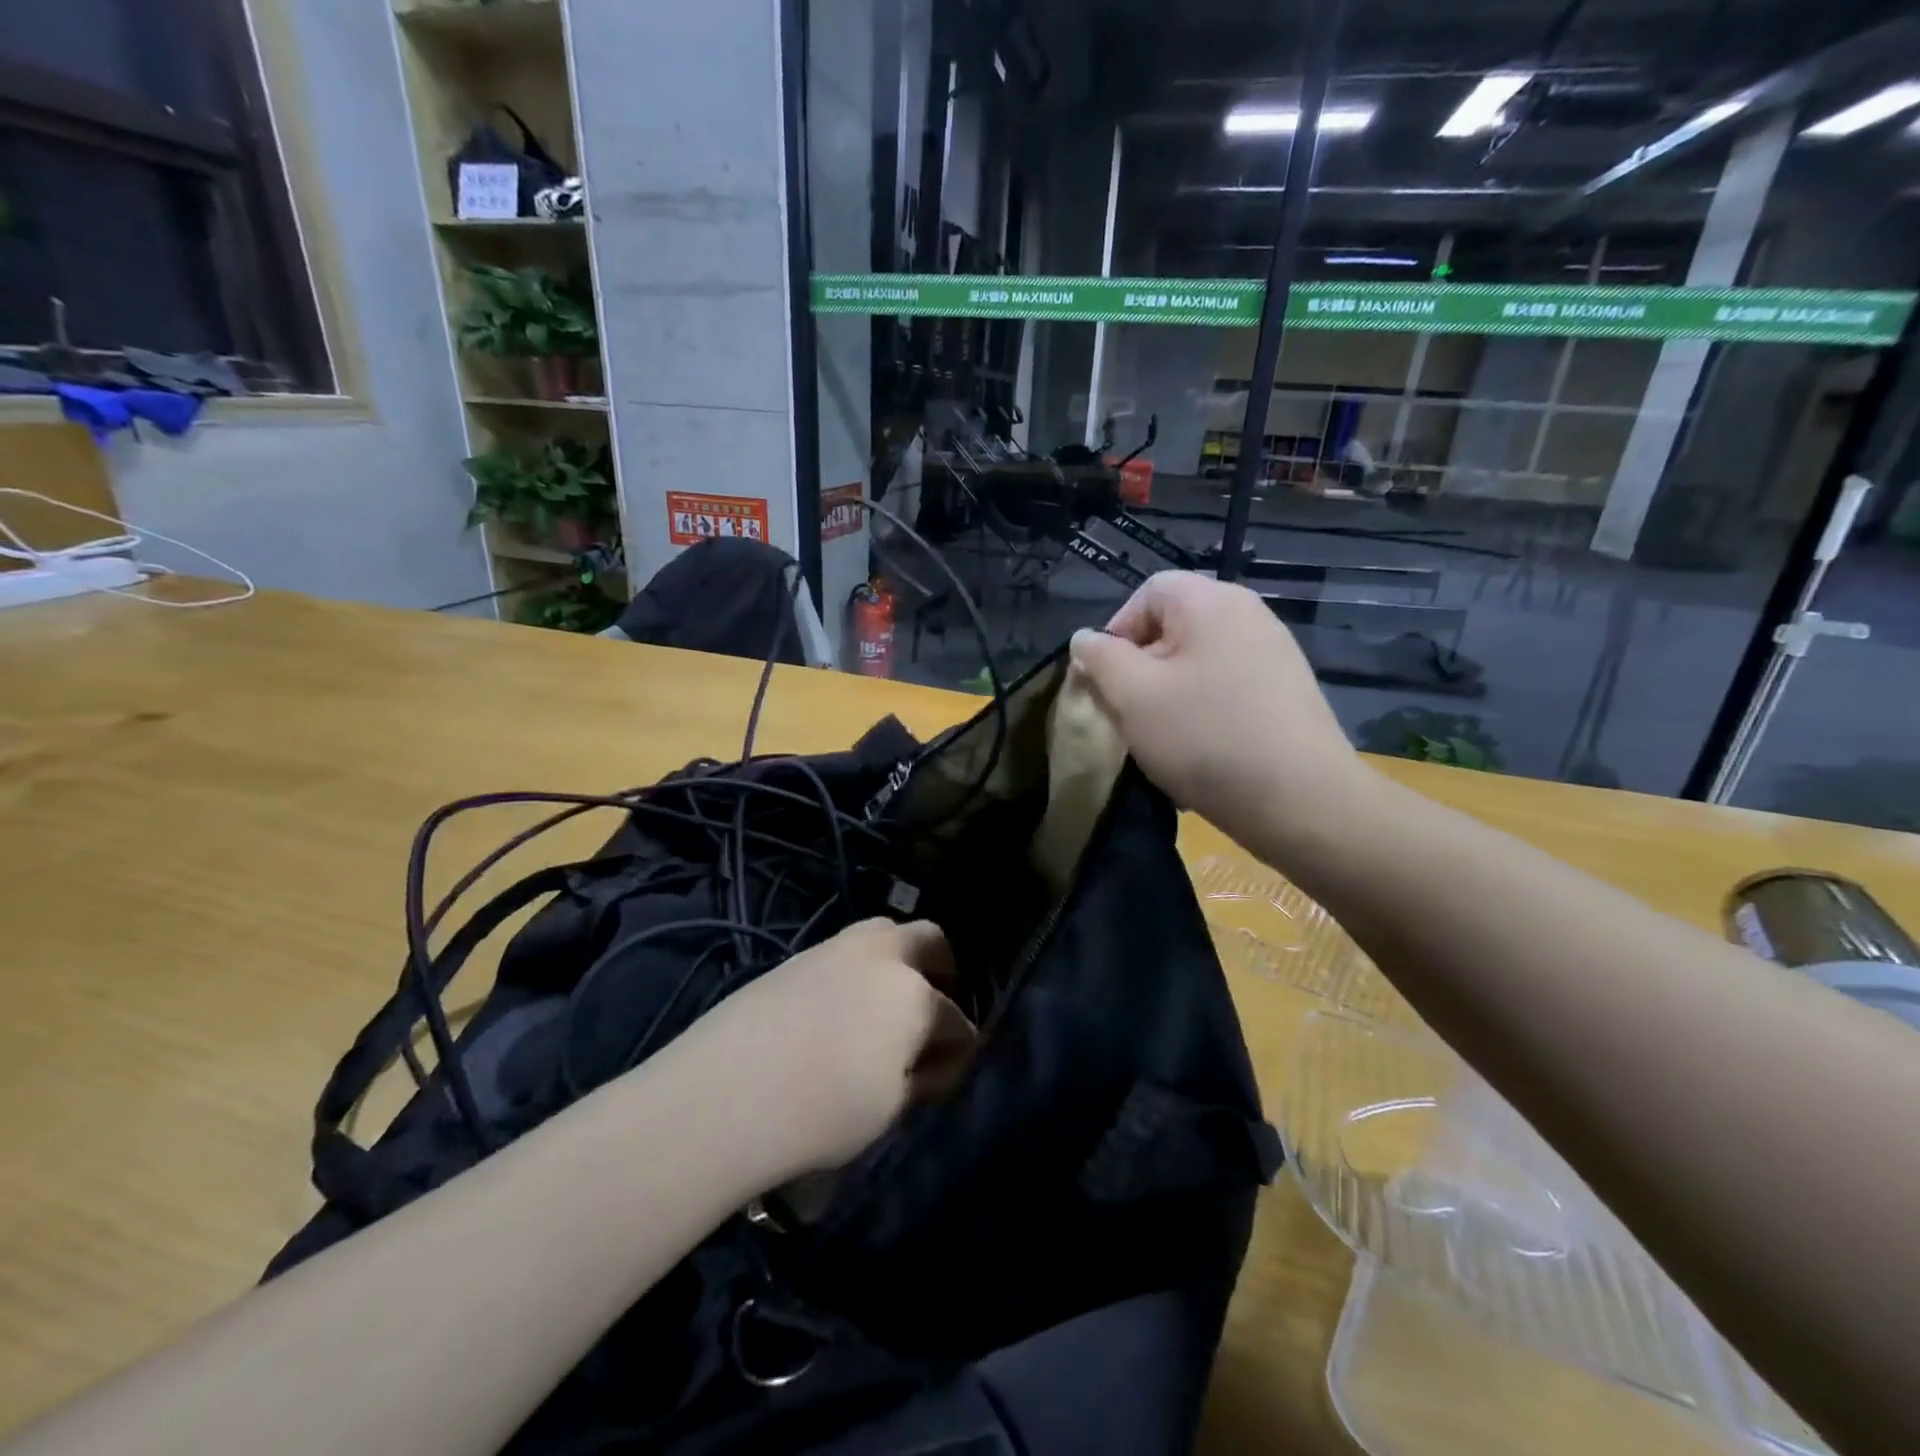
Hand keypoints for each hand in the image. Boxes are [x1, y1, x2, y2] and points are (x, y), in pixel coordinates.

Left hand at [698, 919, 975, 1177]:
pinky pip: (844, 952)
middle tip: (930, 1010)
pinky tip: (840, 1009)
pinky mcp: (797, 957)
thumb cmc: (823, 1112)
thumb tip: (929, 1064)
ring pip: (883, 934)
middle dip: (940, 970)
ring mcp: (836, 949)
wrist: (726, 1094)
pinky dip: (857, 971)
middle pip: (928, 940)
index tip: (950, 1069)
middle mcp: (881, 956)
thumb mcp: (887, 1109)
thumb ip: (919, 1079)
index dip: (959, 1047)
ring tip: (882, 1005)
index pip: (954, 1019)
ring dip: (896, 961)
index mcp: (915, 995)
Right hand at [1068, 571, 1368, 854]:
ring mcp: (1274, 653)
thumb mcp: (1133, 695)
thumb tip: (1085, 639)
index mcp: (1212, 601)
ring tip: (1162, 738)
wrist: (1300, 800)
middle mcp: (1249, 614)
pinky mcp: (1287, 692)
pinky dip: (1203, 711)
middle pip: (1174, 627)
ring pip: (1198, 662)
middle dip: (1141, 668)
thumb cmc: (1205, 736)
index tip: (1105, 680)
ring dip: (1169, 695)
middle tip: (1129, 713)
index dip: (1116, 631)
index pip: (1148, 593)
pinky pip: (1227, 687)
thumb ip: (1100, 658)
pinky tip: (1200, 751)